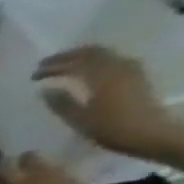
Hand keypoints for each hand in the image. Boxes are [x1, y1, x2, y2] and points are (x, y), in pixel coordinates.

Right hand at [35, 44, 175, 159]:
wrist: (149, 131)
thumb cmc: (110, 128)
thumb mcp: (78, 119)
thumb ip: (61, 102)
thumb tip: (45, 89)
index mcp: (102, 76)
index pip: (76, 62)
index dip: (54, 65)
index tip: (34, 73)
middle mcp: (118, 66)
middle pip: (92, 52)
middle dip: (67, 57)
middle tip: (46, 65)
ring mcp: (131, 69)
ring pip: (104, 54)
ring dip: (82, 57)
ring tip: (64, 66)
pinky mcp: (136, 74)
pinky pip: (113, 60)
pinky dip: (96, 61)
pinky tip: (87, 71)